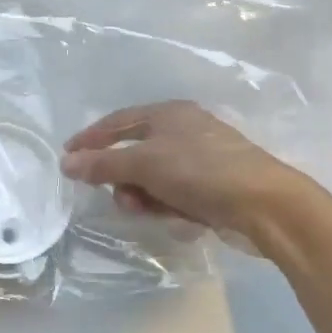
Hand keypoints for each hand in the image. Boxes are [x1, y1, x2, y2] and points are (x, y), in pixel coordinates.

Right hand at [59, 101, 313, 235]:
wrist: (265, 205)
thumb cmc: (200, 171)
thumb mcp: (145, 164)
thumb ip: (103, 164)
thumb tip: (66, 163)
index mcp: (168, 113)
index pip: (118, 121)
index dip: (91, 139)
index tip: (67, 158)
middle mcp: (183, 131)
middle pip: (135, 154)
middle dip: (124, 179)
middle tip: (122, 198)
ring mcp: (200, 160)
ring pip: (154, 180)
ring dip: (146, 197)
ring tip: (152, 211)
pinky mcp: (213, 188)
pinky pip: (176, 196)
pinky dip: (171, 207)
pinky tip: (181, 219)